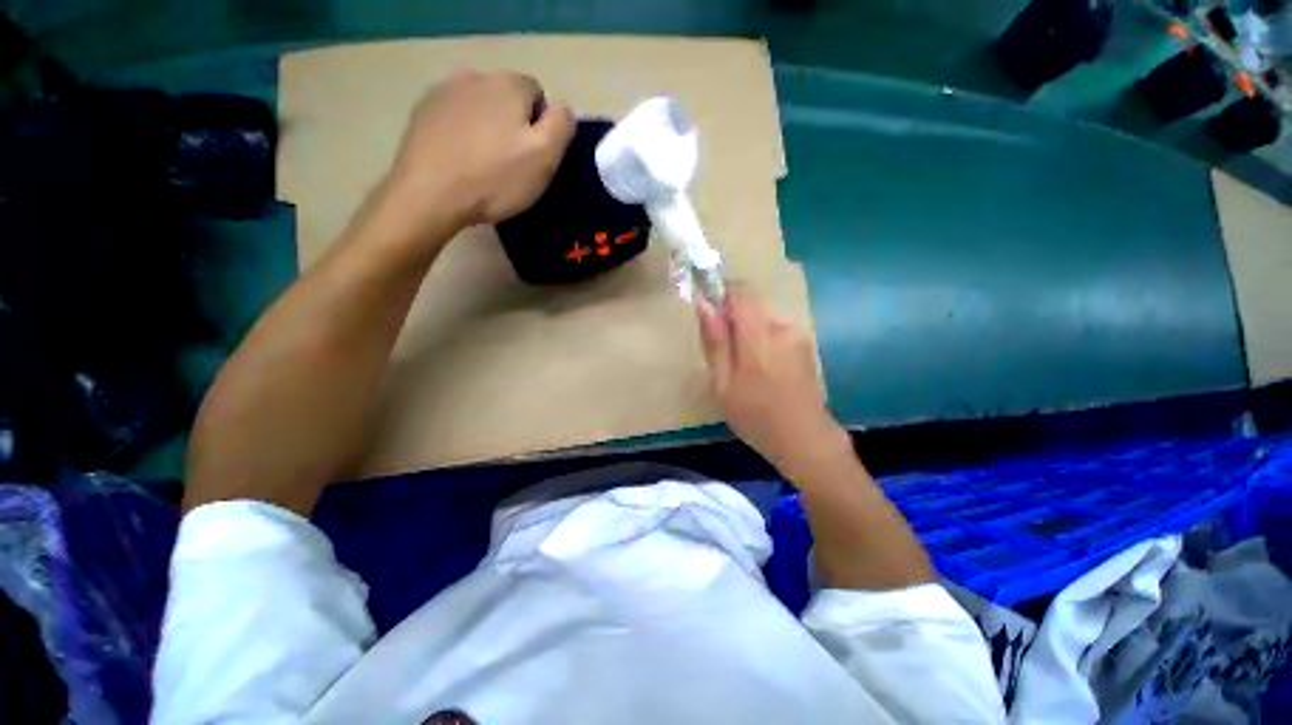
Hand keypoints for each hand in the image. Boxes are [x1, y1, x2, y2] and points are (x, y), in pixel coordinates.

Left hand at [378, 70, 575, 239]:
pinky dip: (462, 136)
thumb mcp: (545, 156)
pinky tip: (461, 162)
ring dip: (488, 129)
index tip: (535, 158)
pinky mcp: (422, 112)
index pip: (539, 95)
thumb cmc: (495, 178)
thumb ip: (562, 125)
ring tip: (484, 166)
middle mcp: (475, 76)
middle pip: (508, 100)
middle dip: (514, 126)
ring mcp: (443, 92)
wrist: (430, 194)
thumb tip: (562, 109)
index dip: (542, 128)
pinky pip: (455, 119)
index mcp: (509, 84)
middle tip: (512, 165)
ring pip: (480, 109)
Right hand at [698, 290, 850, 477]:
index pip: (741, 291)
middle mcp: (782, 327)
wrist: (805, 441)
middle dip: (734, 325)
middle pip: (751, 308)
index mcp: (759, 334)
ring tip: (745, 373)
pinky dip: (764, 346)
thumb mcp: (723, 383)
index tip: (711, 314)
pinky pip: (776, 334)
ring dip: (749, 338)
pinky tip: (764, 376)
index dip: (722, 294)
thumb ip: (715, 341)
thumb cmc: (756, 416)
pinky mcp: (805, 347)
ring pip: (763, 323)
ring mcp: (798, 336)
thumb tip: (704, 305)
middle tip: (725, 359)